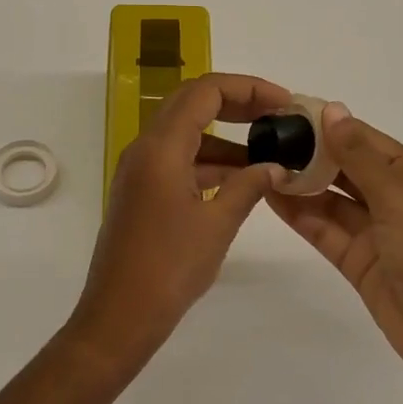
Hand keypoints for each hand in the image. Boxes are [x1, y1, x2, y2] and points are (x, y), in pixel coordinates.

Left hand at [66, 73, 292, 373]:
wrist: (119, 315)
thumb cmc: (169, 268)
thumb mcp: (217, 224)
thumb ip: (248, 186)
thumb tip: (275, 166)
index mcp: (160, 147)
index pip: (205, 92)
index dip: (247, 88)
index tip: (283, 101)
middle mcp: (145, 148)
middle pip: (192, 104)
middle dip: (237, 103)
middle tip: (277, 114)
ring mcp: (140, 170)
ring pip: (186, 133)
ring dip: (225, 135)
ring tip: (268, 150)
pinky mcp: (141, 191)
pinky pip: (178, 160)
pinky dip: (209, 161)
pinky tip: (240, 179)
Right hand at [268, 106, 402, 394]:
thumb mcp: (399, 200)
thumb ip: (360, 157)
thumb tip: (333, 111)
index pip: (366, 140)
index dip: (330, 125)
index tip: (289, 112)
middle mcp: (393, 199)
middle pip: (346, 168)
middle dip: (310, 153)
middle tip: (265, 138)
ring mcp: (374, 232)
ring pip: (331, 199)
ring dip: (300, 183)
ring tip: (259, 164)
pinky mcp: (356, 260)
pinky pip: (324, 229)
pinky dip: (300, 214)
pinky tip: (271, 196)